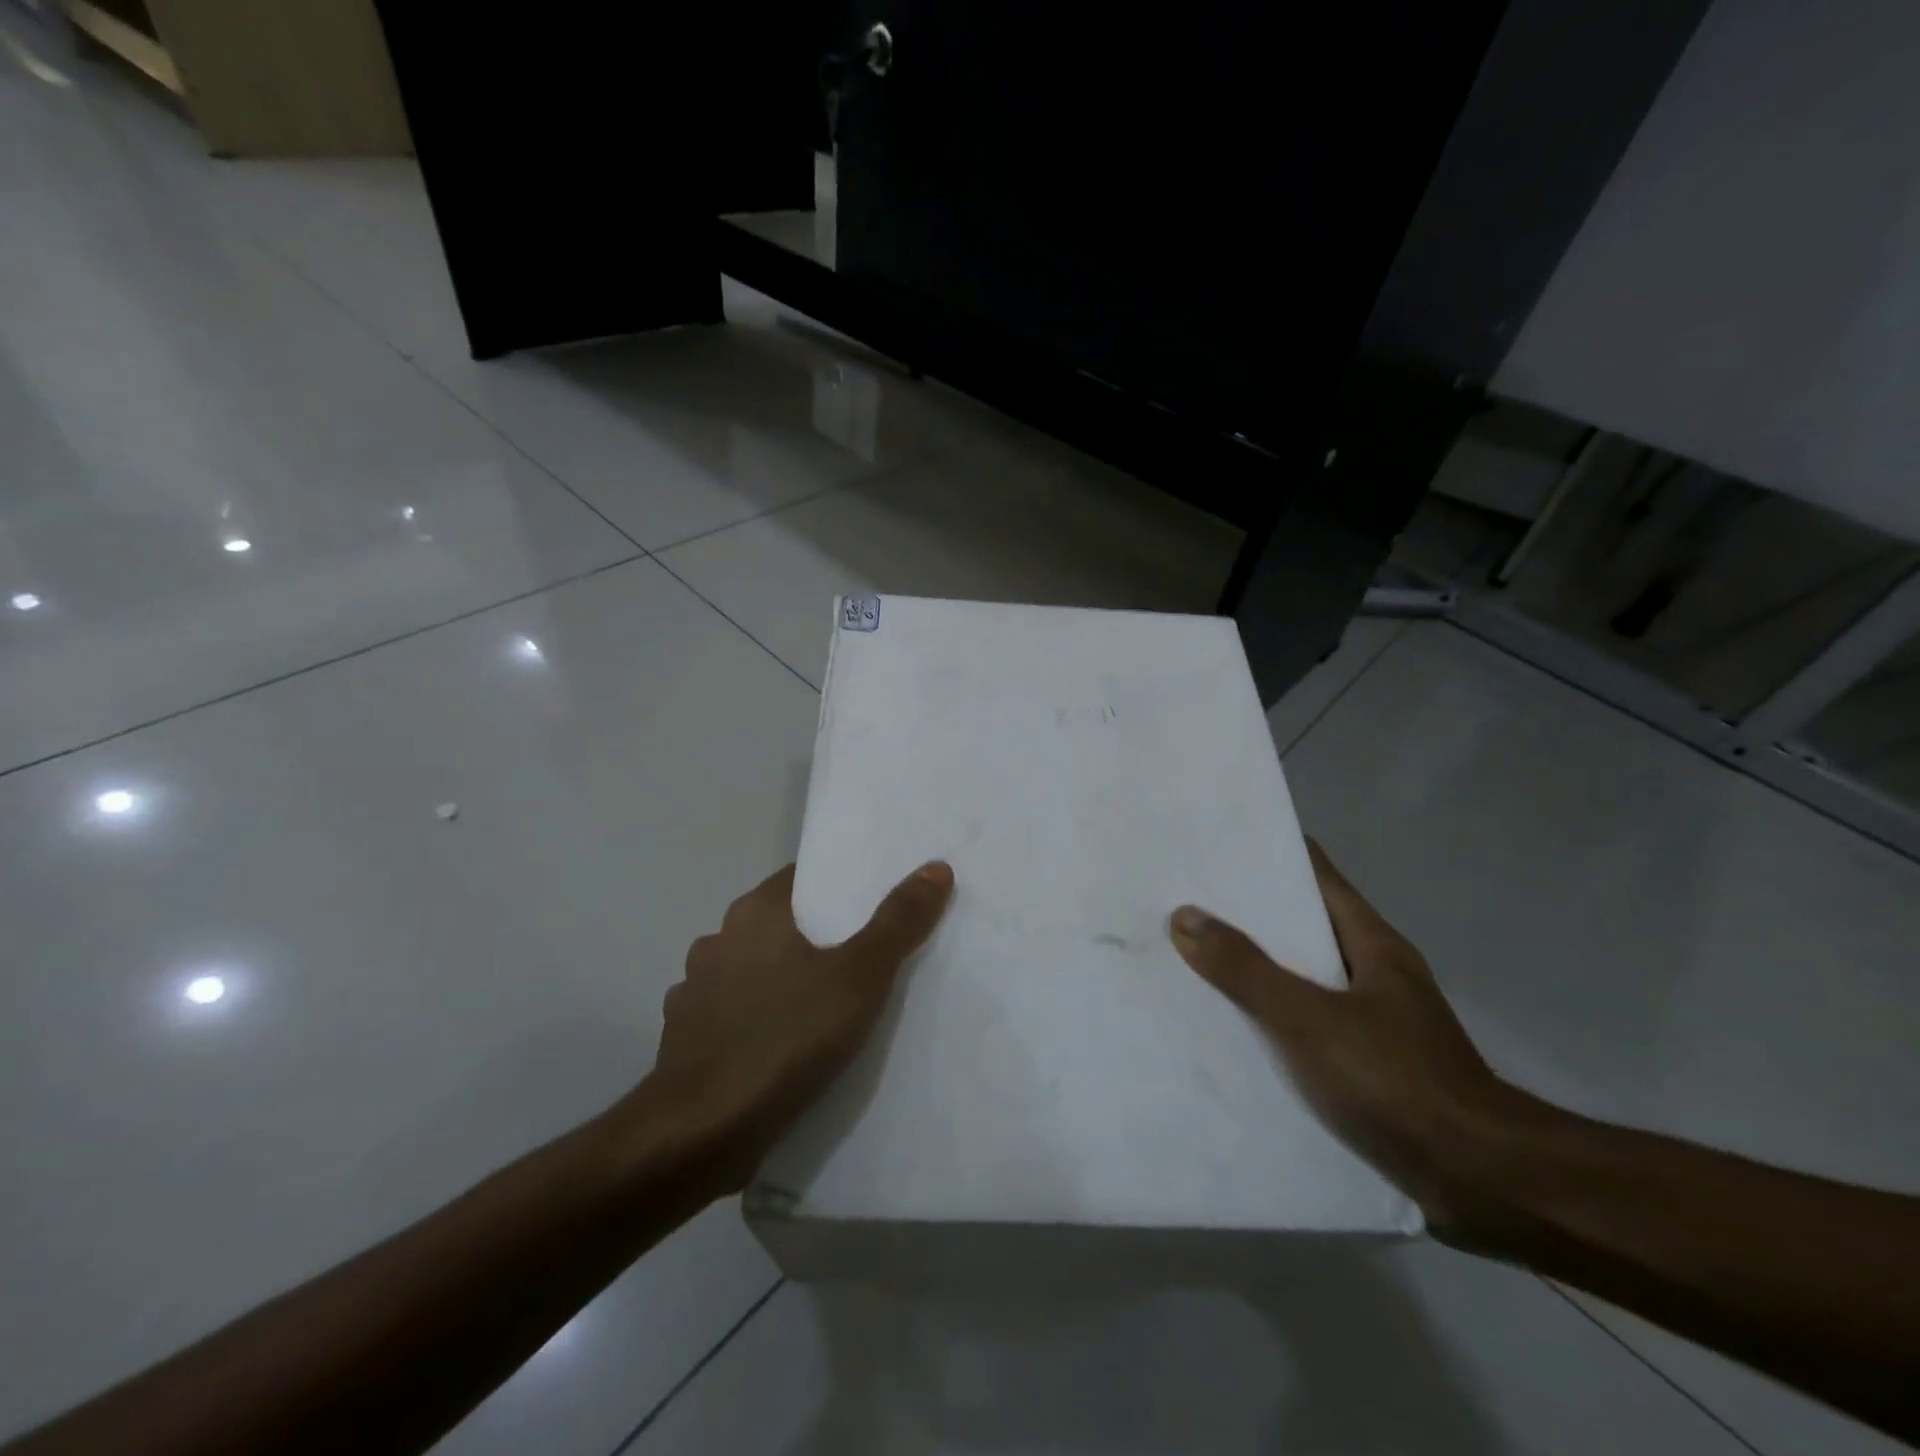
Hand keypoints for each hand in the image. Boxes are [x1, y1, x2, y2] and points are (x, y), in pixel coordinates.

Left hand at [642, 861, 954, 1192]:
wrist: (700, 1133)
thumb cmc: (785, 1039)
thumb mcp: (859, 978)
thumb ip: (898, 922)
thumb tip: (935, 867)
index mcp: (755, 913)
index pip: (803, 878)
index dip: (839, 884)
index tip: (873, 902)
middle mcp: (719, 939)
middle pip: (780, 922)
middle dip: (818, 934)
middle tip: (864, 953)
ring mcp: (695, 989)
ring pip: (753, 968)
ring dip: (782, 978)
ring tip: (826, 1001)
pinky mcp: (685, 1037)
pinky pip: (732, 1013)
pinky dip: (757, 1018)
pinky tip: (782, 1042)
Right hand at [1169, 841, 1531, 1237]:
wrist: (1481, 1182)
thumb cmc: (1396, 1081)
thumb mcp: (1309, 1019)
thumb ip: (1245, 969)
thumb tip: (1184, 916)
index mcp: (1371, 942)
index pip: (1313, 874)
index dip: (1266, 855)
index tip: (1212, 847)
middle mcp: (1374, 970)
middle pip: (1302, 923)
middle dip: (1247, 913)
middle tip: (1183, 902)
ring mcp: (1376, 1017)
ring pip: (1302, 974)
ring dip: (1256, 966)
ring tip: (1193, 958)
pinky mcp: (1371, 1062)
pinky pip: (1307, 1020)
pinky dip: (1272, 1015)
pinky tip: (1233, 1027)